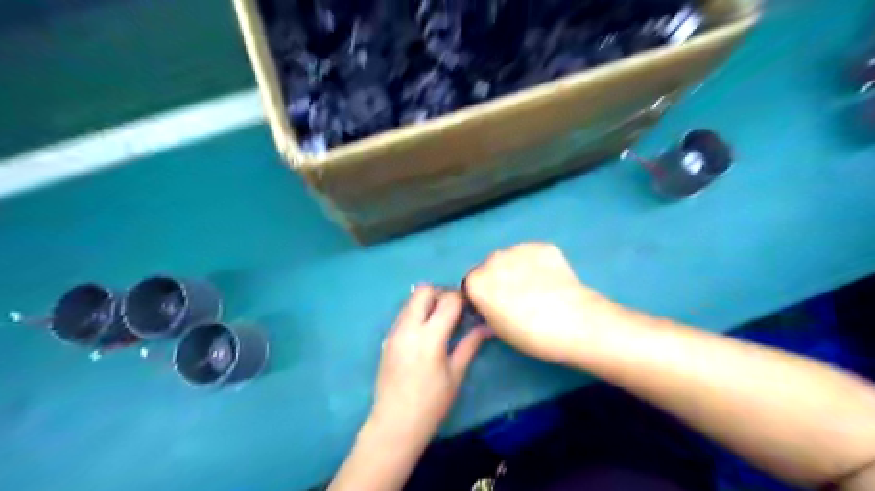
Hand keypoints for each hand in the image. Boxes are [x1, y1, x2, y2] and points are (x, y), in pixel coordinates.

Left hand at [366, 288, 490, 444]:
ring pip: (411, 300)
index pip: (448, 300)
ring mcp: (394, 332)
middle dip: (441, 292)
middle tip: (454, 309)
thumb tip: (488, 327)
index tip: (471, 305)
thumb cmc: (431, 404)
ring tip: (441, 320)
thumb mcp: (455, 374)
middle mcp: (408, 328)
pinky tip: (425, 332)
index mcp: (429, 338)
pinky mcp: (387, 338)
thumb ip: (470, 345)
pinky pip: (403, 314)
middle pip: (423, 290)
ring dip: (428, 301)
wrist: (394, 423)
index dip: (462, 298)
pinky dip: (417, 313)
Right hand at [469, 241, 624, 364]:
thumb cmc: (531, 334)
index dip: (482, 295)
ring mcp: (519, 248)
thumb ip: (486, 312)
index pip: (471, 283)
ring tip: (537, 287)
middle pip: (490, 267)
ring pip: (511, 257)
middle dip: (498, 278)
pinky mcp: (542, 245)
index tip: (494, 305)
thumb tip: (490, 305)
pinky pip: (533, 253)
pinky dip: (538, 263)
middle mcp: (493, 259)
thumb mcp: (498, 330)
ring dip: (517, 268)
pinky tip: (550, 279)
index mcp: (477, 281)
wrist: (575, 323)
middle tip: (517, 297)